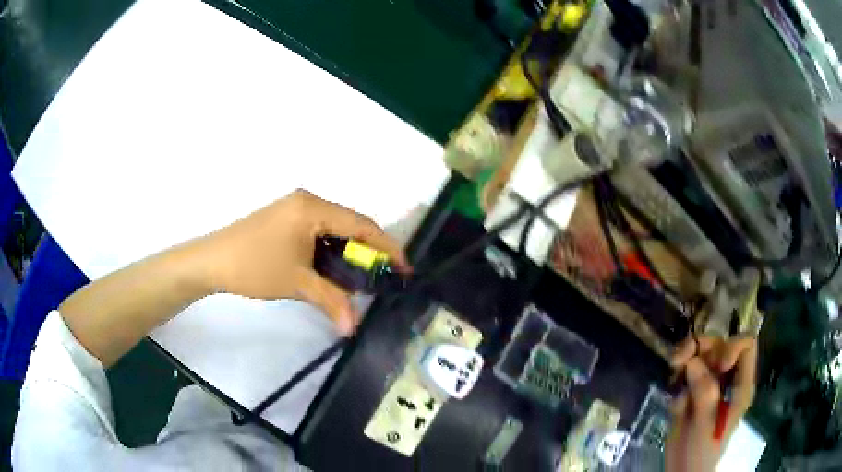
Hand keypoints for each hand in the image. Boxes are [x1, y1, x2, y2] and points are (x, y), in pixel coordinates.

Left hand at [198, 190, 409, 334]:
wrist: (211, 261)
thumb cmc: (253, 265)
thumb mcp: (296, 282)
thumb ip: (331, 301)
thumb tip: (354, 328)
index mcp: (313, 208)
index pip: (361, 224)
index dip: (387, 246)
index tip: (403, 268)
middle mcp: (308, 202)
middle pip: (350, 224)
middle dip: (369, 251)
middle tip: (383, 277)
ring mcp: (295, 209)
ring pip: (335, 229)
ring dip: (349, 252)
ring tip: (361, 278)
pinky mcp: (286, 220)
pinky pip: (319, 233)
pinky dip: (331, 251)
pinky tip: (333, 271)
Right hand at [665, 335, 757, 471]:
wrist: (682, 471)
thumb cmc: (701, 451)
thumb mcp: (706, 424)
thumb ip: (704, 393)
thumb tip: (692, 362)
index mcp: (740, 385)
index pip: (746, 346)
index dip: (731, 346)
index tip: (715, 364)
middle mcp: (727, 379)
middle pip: (720, 345)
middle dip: (700, 346)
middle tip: (678, 358)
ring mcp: (710, 384)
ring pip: (701, 354)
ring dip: (685, 358)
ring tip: (672, 371)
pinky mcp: (692, 391)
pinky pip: (685, 372)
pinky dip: (677, 377)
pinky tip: (672, 393)